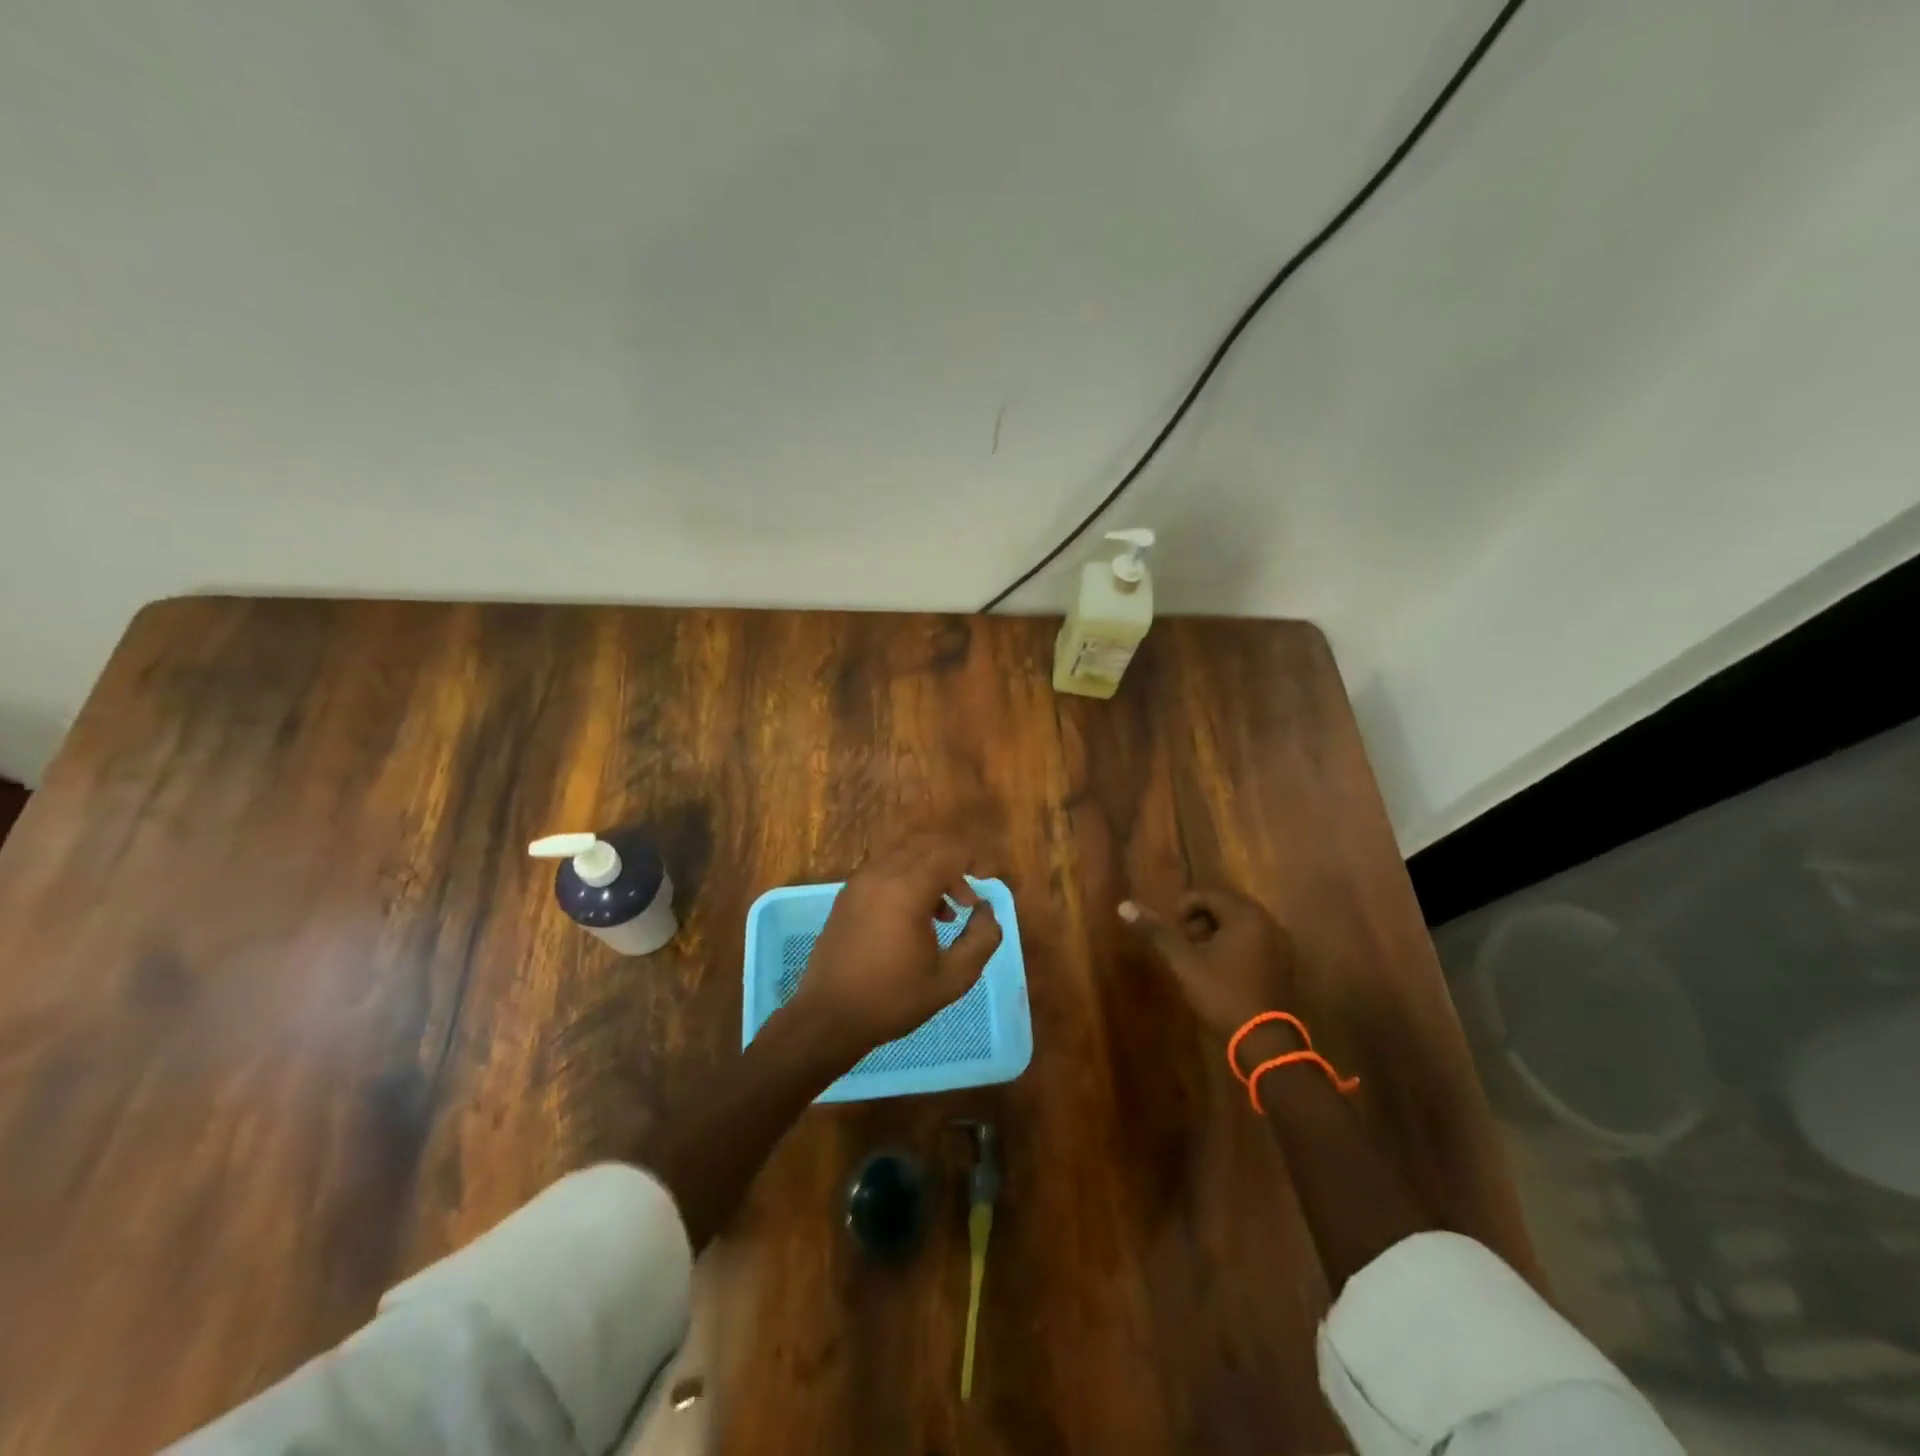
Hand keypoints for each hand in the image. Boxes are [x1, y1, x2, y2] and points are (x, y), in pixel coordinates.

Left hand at [788, 834, 1002, 1064]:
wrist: (829, 1017)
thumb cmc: (893, 1000)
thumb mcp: (952, 979)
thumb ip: (981, 939)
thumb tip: (985, 910)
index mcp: (907, 890)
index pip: (948, 853)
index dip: (974, 860)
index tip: (986, 883)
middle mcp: (881, 875)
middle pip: (926, 846)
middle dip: (953, 865)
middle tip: (967, 902)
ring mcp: (859, 882)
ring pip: (904, 855)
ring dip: (929, 872)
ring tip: (944, 914)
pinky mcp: (847, 895)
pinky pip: (884, 870)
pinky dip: (907, 879)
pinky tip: (914, 917)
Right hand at [1120, 887, 1297, 1039]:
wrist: (1266, 1042)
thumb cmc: (1223, 995)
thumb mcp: (1184, 962)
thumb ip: (1157, 932)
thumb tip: (1124, 906)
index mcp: (1245, 915)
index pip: (1208, 893)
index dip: (1184, 907)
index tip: (1173, 932)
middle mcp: (1267, 922)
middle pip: (1225, 905)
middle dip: (1199, 920)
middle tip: (1184, 943)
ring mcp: (1280, 944)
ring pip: (1240, 924)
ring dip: (1216, 933)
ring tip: (1199, 958)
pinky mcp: (1284, 964)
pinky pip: (1254, 941)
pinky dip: (1234, 946)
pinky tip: (1222, 971)